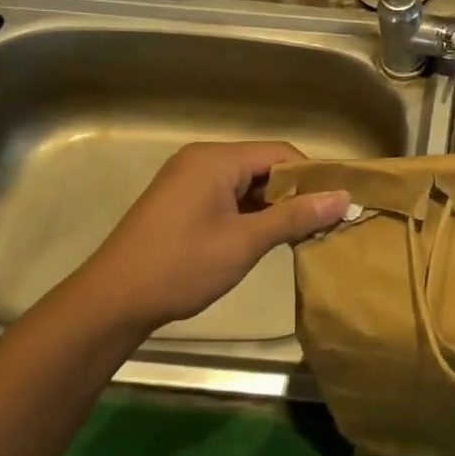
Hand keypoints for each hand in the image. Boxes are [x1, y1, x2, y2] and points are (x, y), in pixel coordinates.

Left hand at [59, 141, 348, 337]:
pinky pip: (229, 195)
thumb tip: (343, 198)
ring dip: (274, 205)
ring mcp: (189, 180)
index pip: (280, 153)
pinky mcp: (182, 200)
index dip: (312, 176)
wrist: (111, 302)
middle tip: (323, 221)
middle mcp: (202, 160)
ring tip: (302, 232)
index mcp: (216, 160)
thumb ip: (295, 217)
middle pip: (264, 165)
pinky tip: (268, 236)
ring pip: (248, 182)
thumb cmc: (180, 267)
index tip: (337, 204)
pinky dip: (251, 212)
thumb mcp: (244, 243)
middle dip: (295, 192)